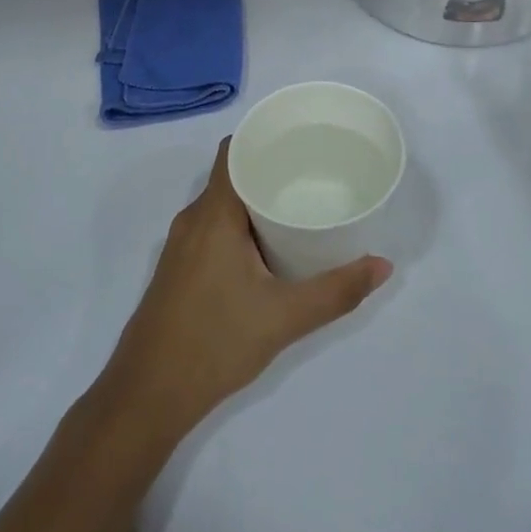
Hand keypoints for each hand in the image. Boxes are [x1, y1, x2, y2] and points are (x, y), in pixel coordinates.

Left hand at [97, 140, 391, 441]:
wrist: (148, 393)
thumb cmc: (214, 342)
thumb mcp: (284, 317)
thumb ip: (336, 291)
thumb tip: (383, 265)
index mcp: (213, 214)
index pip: (234, 151)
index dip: (263, 138)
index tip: (300, 140)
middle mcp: (192, 219)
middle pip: (231, 175)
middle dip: (269, 170)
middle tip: (313, 174)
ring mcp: (181, 245)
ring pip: (221, 204)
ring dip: (255, 200)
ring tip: (297, 205)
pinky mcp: (178, 268)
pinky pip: (212, 227)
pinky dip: (240, 225)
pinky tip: (267, 246)